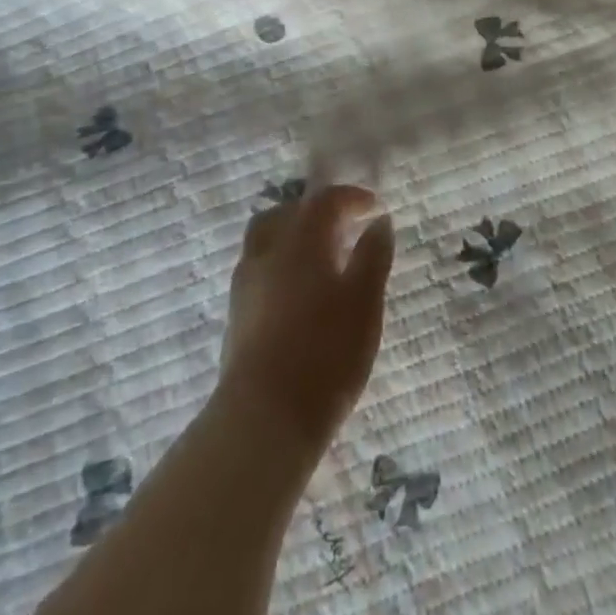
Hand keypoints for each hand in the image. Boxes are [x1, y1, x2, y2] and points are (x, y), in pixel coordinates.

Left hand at [218, 185, 395, 450]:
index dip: (351, 197)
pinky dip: (280, 267)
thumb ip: (373, 255)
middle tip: (342, 230)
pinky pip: (259, 271)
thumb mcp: (365, 301)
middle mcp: (268, 251)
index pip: (324, 200)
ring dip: (292, 239)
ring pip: (267, 241)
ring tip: (321, 262)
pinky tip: (299, 295)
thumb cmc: (325, 351)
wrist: (264, 417)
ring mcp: (245, 284)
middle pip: (287, 214)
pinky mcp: (235, 316)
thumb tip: (379, 220)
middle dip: (315, 214)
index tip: (374, 206)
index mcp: (301, 239)